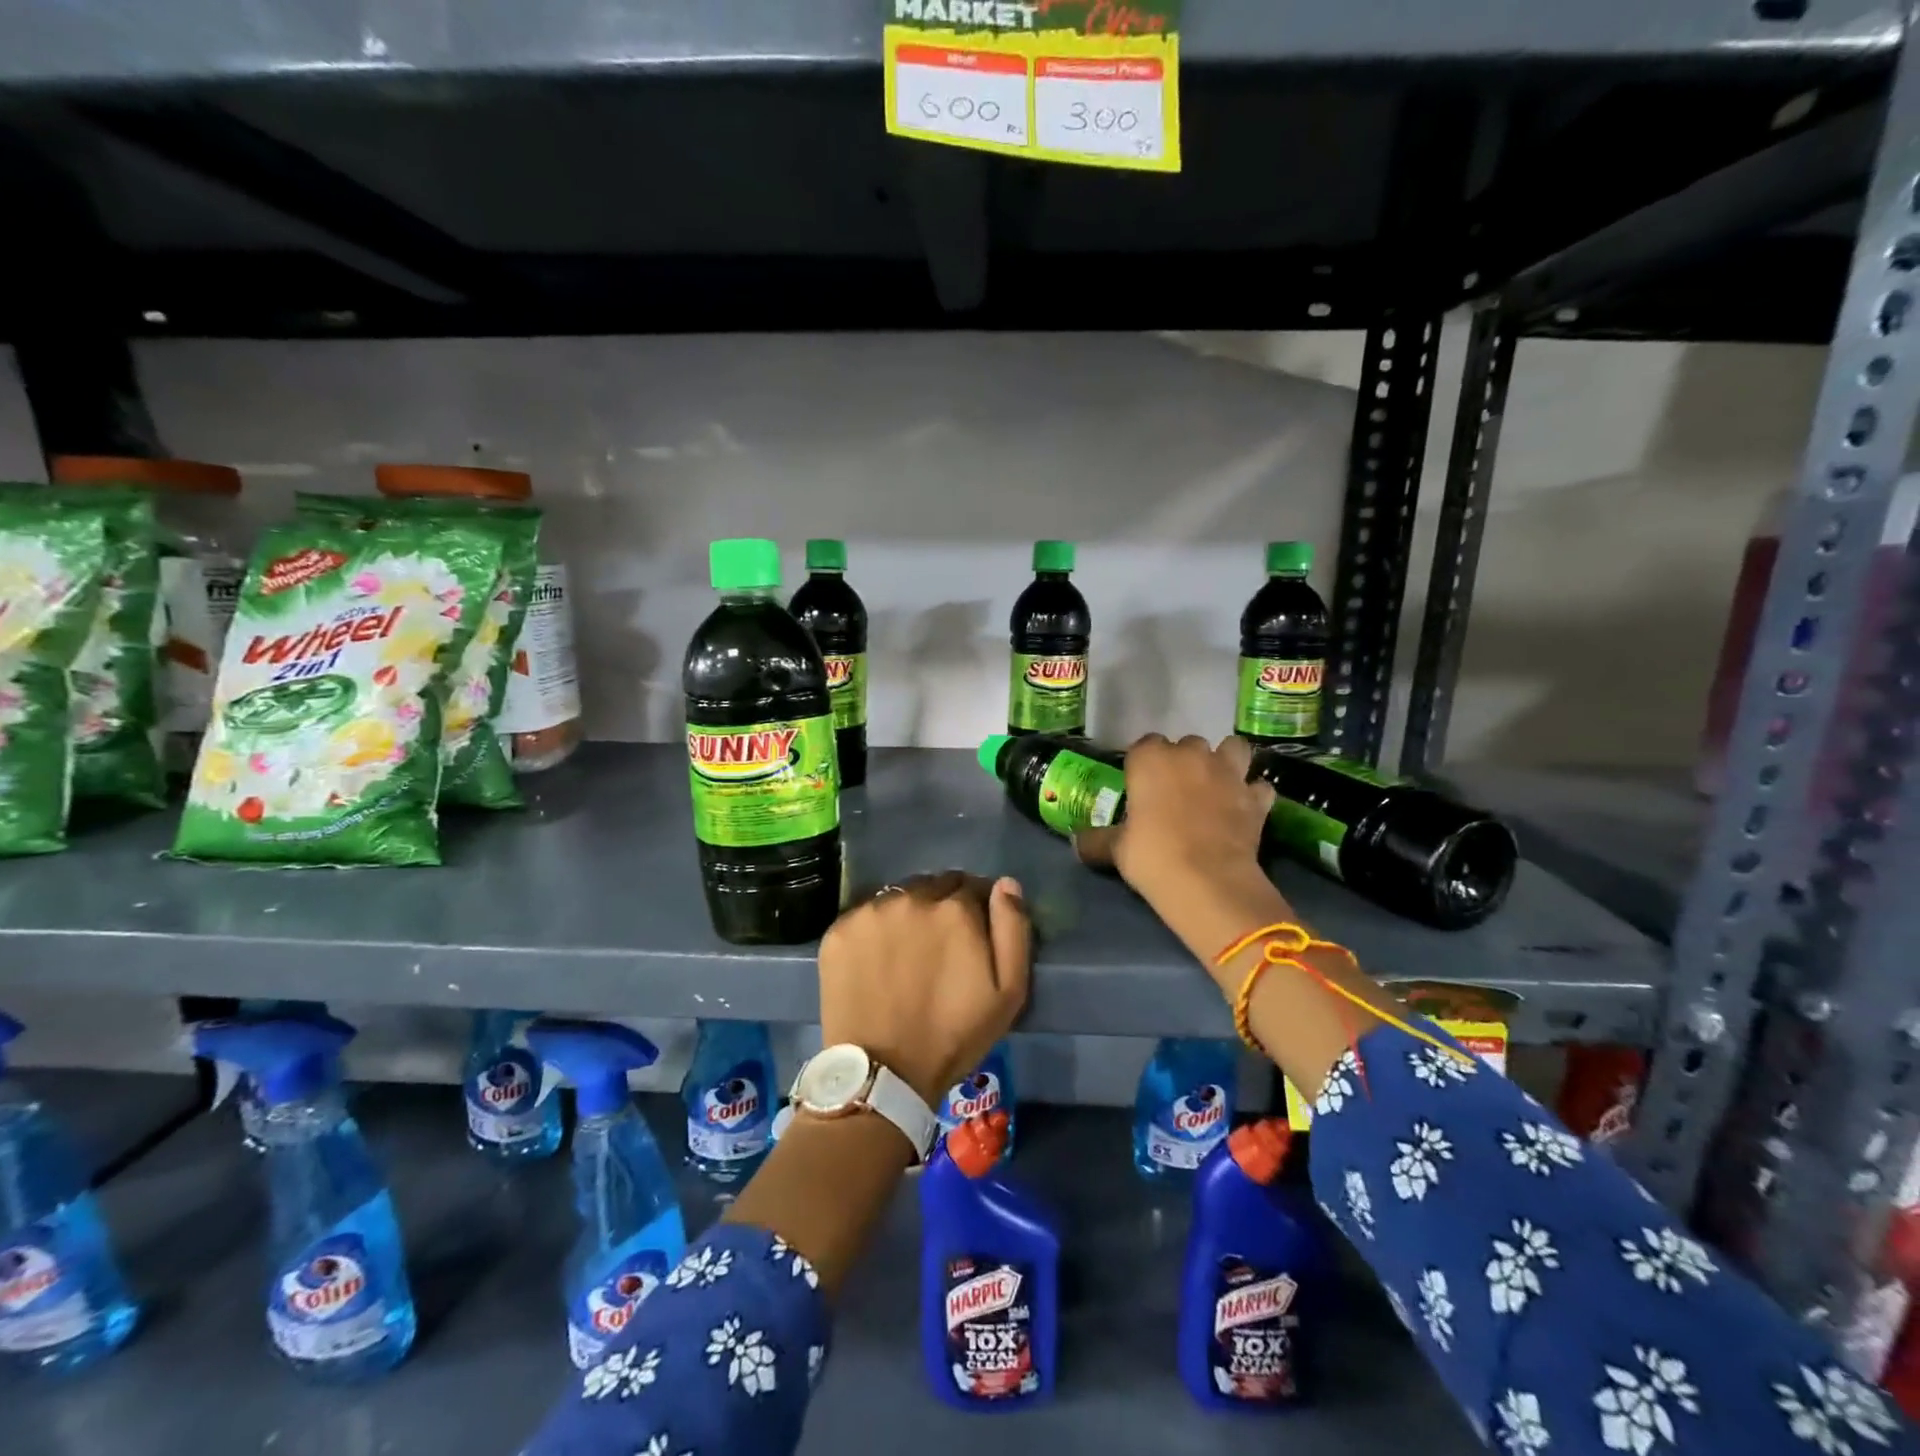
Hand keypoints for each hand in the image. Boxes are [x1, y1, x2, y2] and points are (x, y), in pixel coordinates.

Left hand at [817, 871, 1030, 1106]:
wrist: (883, 1073)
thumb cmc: (953, 1035)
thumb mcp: (1008, 992)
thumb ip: (1013, 929)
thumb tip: (1006, 884)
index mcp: (954, 908)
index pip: (971, 885)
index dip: (975, 907)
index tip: (972, 932)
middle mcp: (911, 897)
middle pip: (933, 886)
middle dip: (942, 905)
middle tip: (940, 944)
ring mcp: (870, 911)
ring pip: (898, 897)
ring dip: (908, 913)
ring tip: (907, 951)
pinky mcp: (839, 929)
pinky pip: (865, 915)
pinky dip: (875, 929)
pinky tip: (877, 959)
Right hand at [1074, 734, 1274, 904]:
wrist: (1208, 882)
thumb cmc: (1152, 856)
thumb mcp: (1115, 850)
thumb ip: (1096, 840)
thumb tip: (1075, 842)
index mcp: (1151, 759)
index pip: (1145, 744)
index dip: (1143, 763)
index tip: (1141, 785)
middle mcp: (1191, 755)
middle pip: (1188, 743)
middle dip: (1184, 760)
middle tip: (1175, 789)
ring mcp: (1229, 773)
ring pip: (1233, 748)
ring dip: (1226, 760)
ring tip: (1216, 783)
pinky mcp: (1256, 797)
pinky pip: (1258, 786)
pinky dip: (1252, 794)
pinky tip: (1244, 808)